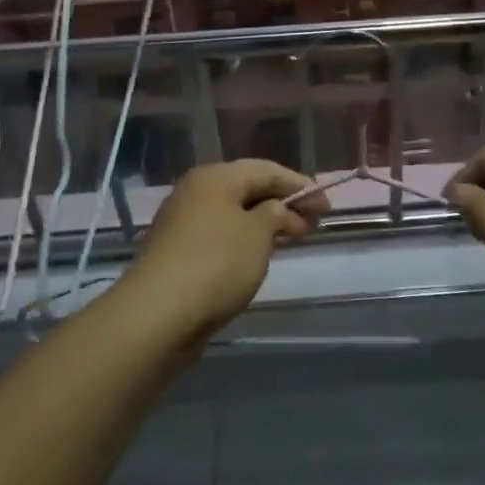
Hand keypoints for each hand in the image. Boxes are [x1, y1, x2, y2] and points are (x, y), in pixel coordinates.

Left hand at [121, 160, 326, 343]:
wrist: (157, 315)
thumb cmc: (216, 264)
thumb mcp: (258, 234)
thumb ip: (275, 214)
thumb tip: (275, 209)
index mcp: (215, 177)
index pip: (266, 169)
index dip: (299, 185)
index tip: (327, 206)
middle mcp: (195, 192)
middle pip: (247, 189)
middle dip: (283, 204)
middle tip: (313, 225)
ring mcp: (182, 223)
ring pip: (233, 214)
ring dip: (264, 224)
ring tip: (290, 240)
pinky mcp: (176, 253)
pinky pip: (220, 236)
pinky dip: (243, 241)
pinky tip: (257, 259)